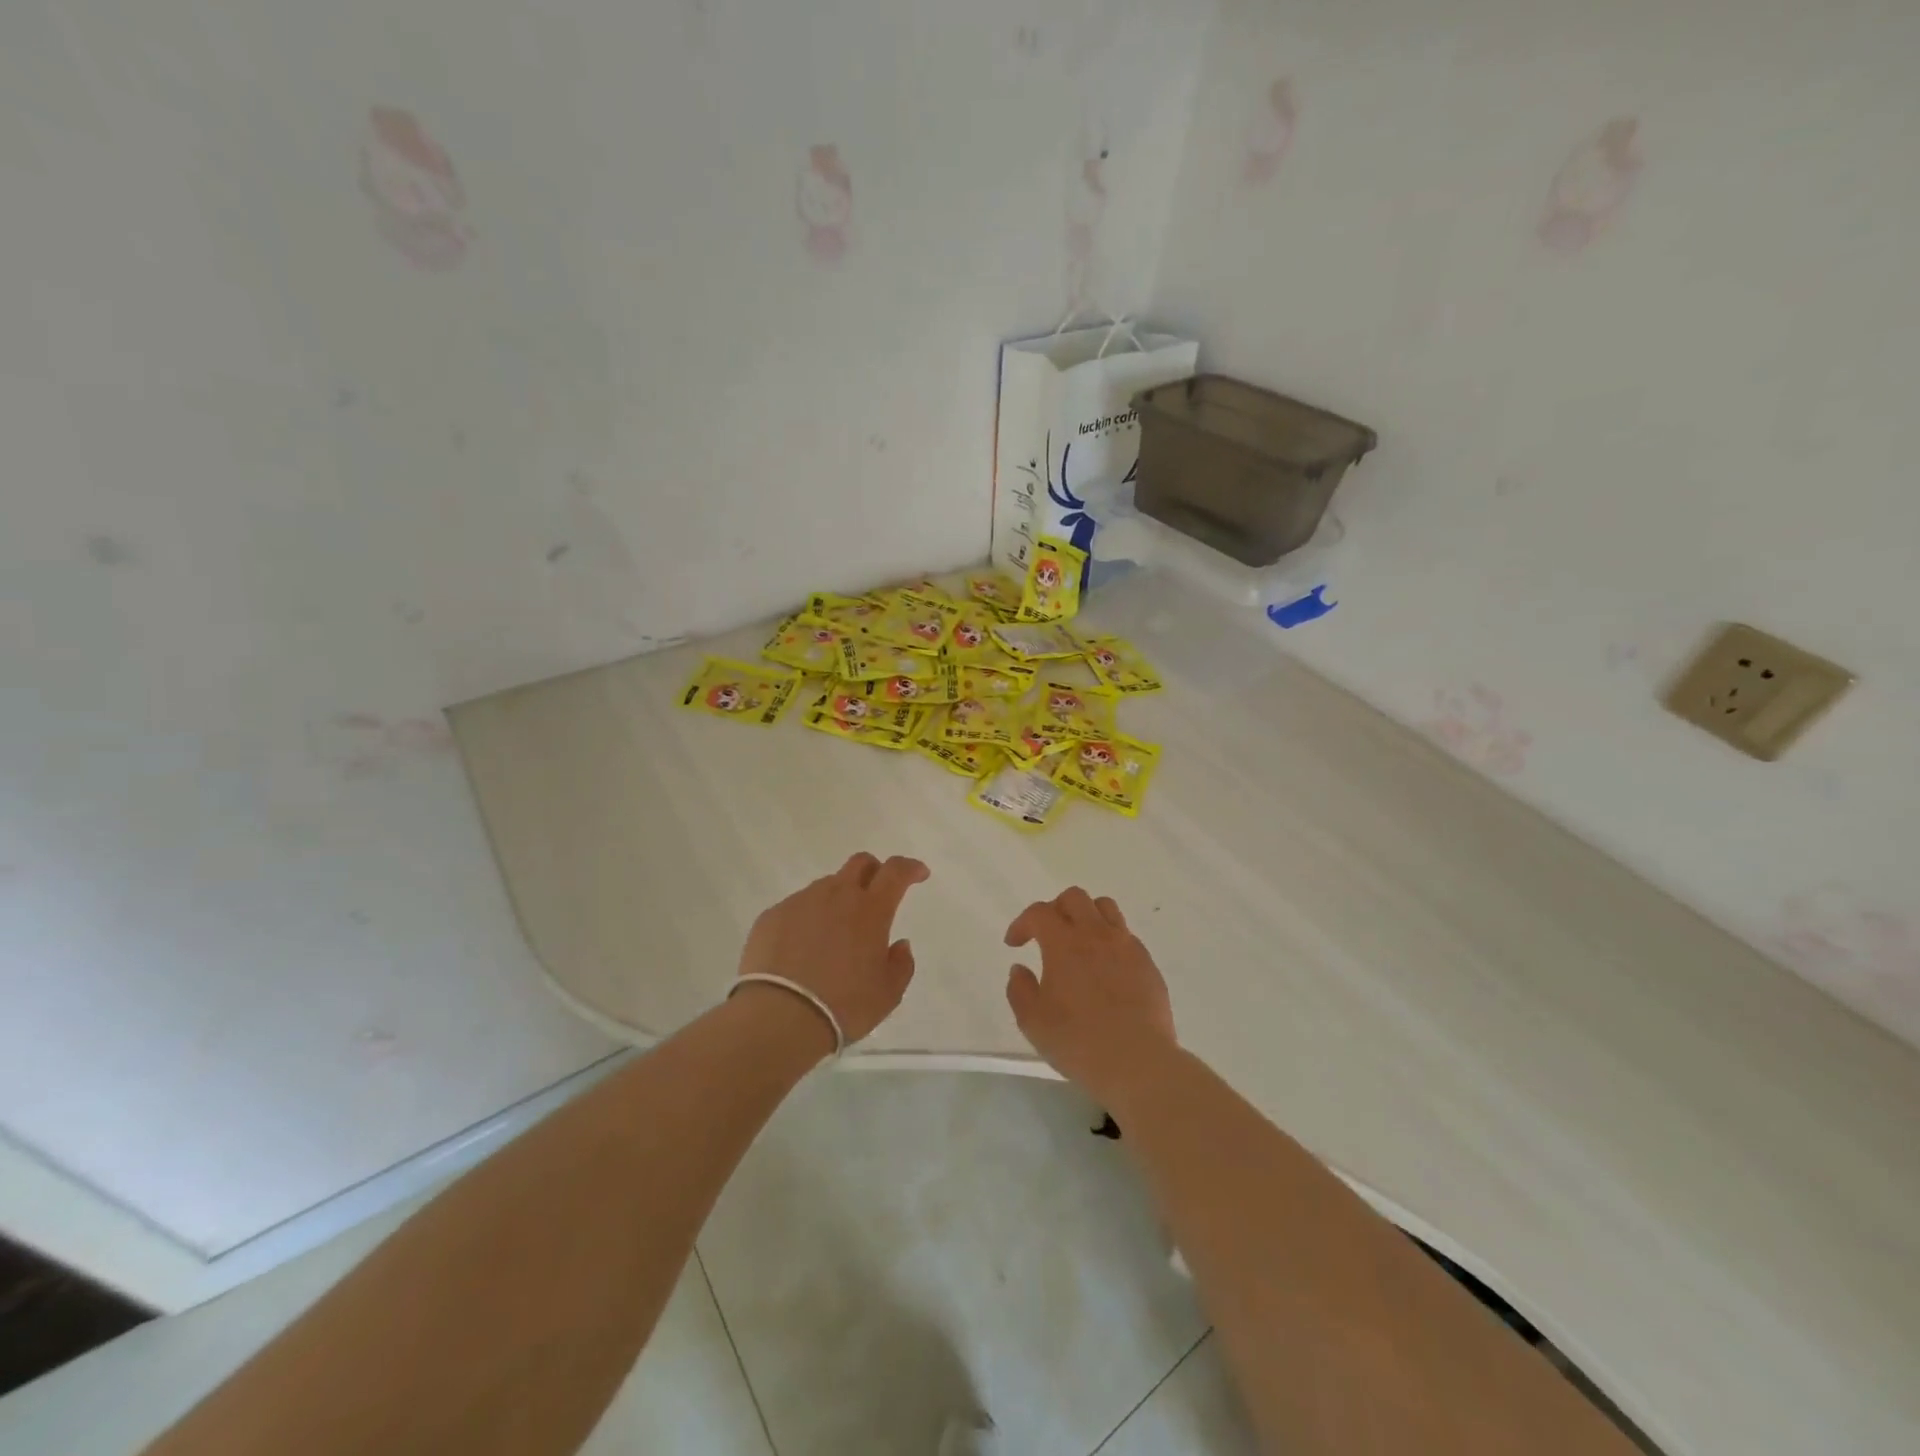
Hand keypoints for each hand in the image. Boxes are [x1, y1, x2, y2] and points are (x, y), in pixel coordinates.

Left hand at [737, 852, 929, 1046]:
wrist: (779, 1017)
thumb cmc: (844, 1005)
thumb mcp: (888, 993)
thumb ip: (901, 964)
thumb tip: (900, 944)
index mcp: (870, 909)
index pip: (896, 871)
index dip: (910, 867)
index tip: (919, 874)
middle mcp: (836, 895)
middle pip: (859, 864)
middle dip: (874, 871)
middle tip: (876, 894)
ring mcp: (801, 902)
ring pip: (826, 886)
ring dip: (838, 899)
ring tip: (834, 933)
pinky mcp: (772, 916)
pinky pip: (797, 907)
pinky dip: (807, 919)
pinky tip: (802, 948)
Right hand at [1005, 887, 1175, 1105]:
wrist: (1138, 1062)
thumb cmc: (1078, 1042)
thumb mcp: (1033, 1022)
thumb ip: (1020, 990)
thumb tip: (1020, 969)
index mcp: (1064, 943)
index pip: (1039, 913)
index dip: (1022, 923)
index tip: (1014, 944)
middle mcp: (1097, 934)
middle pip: (1075, 898)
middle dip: (1055, 909)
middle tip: (1047, 935)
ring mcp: (1127, 946)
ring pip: (1106, 908)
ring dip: (1087, 916)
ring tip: (1079, 942)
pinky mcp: (1148, 964)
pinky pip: (1126, 936)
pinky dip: (1110, 941)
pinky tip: (1106, 969)